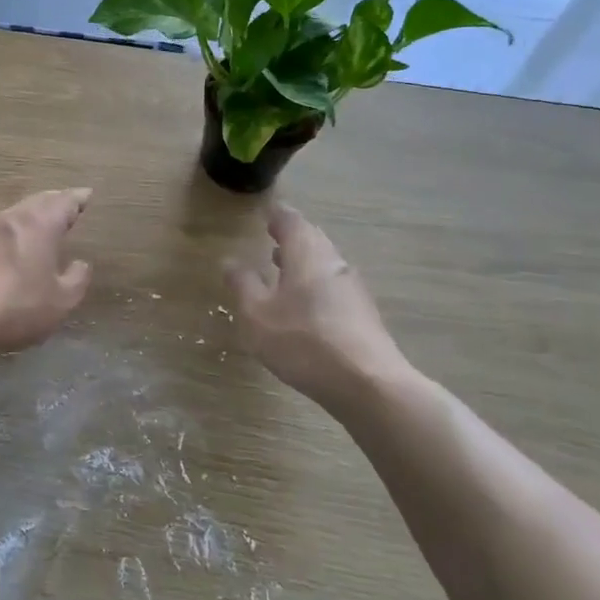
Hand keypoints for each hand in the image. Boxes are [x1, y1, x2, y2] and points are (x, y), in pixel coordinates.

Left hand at [0, 189, 93, 357]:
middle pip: (36, 201)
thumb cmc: (16, 305)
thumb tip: (80, 264)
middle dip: (53, 201)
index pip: (64, 202)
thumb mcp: (60, 301)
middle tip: (66, 204)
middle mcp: (11, 218)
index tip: (86, 195)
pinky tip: (10, 244)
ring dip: (29, 215)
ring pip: (13, 214)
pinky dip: (10, 232)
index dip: (77, 199)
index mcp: (39, 223)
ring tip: (40, 222)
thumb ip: (76, 280)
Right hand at [225, 203, 412, 403]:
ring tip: (281, 269)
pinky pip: (333, 286)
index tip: (267, 215)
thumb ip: (243, 285)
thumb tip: (231, 261)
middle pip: (312, 240)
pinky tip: (303, 304)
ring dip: (303, 262)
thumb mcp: (257, 315)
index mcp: (306, 254)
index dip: (277, 216)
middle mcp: (333, 262)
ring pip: (324, 264)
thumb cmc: (303, 342)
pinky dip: (315, 284)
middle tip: (272, 237)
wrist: (367, 384)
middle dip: (292, 238)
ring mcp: (353, 288)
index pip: (291, 222)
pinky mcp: (363, 314)